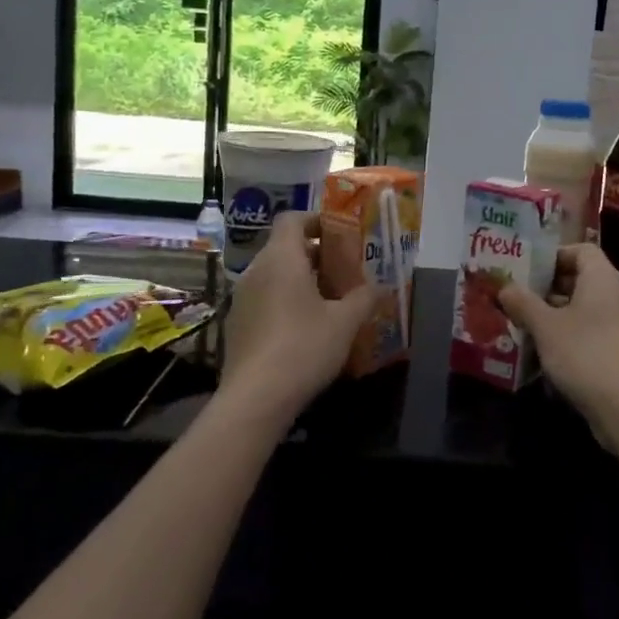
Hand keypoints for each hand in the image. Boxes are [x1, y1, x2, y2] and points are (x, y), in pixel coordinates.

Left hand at [218, 210, 382, 420]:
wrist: (255, 399)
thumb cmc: (304, 347)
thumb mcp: (345, 322)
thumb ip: (365, 298)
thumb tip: (381, 286)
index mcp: (281, 258)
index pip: (292, 219)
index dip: (316, 220)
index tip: (340, 234)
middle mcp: (256, 270)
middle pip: (285, 247)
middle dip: (316, 253)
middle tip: (345, 269)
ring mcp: (242, 298)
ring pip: (274, 274)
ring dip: (301, 279)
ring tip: (330, 299)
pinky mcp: (237, 324)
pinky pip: (264, 298)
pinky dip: (285, 300)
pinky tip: (306, 326)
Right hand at [498, 245, 618, 435]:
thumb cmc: (586, 355)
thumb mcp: (546, 327)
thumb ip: (523, 303)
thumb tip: (505, 287)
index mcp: (604, 278)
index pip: (582, 250)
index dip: (554, 256)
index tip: (527, 271)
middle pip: (583, 280)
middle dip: (550, 289)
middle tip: (519, 300)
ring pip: (588, 310)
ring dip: (559, 316)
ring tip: (527, 328)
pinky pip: (596, 333)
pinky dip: (573, 338)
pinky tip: (549, 356)